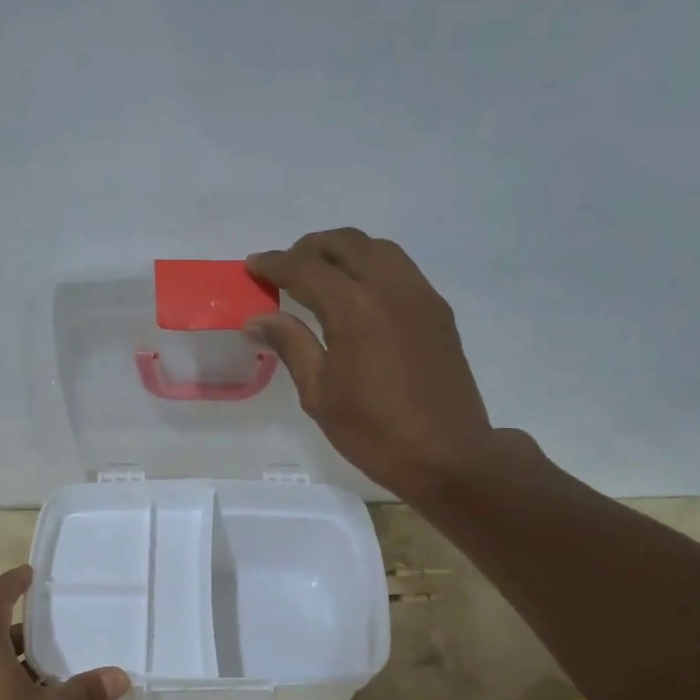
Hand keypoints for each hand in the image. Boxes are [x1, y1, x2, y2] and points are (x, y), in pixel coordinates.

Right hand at [246, 229, 496, 498]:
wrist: (446, 455)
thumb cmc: (373, 433)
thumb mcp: (319, 395)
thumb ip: (291, 346)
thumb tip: (257, 319)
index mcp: (354, 309)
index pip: (306, 268)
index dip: (275, 264)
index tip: (253, 266)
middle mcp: (390, 288)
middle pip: (345, 244)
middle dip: (309, 248)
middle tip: (285, 268)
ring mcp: (420, 296)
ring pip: (377, 249)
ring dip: (344, 252)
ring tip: (320, 275)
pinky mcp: (437, 311)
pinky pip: (400, 270)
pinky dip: (371, 267)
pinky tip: (358, 295)